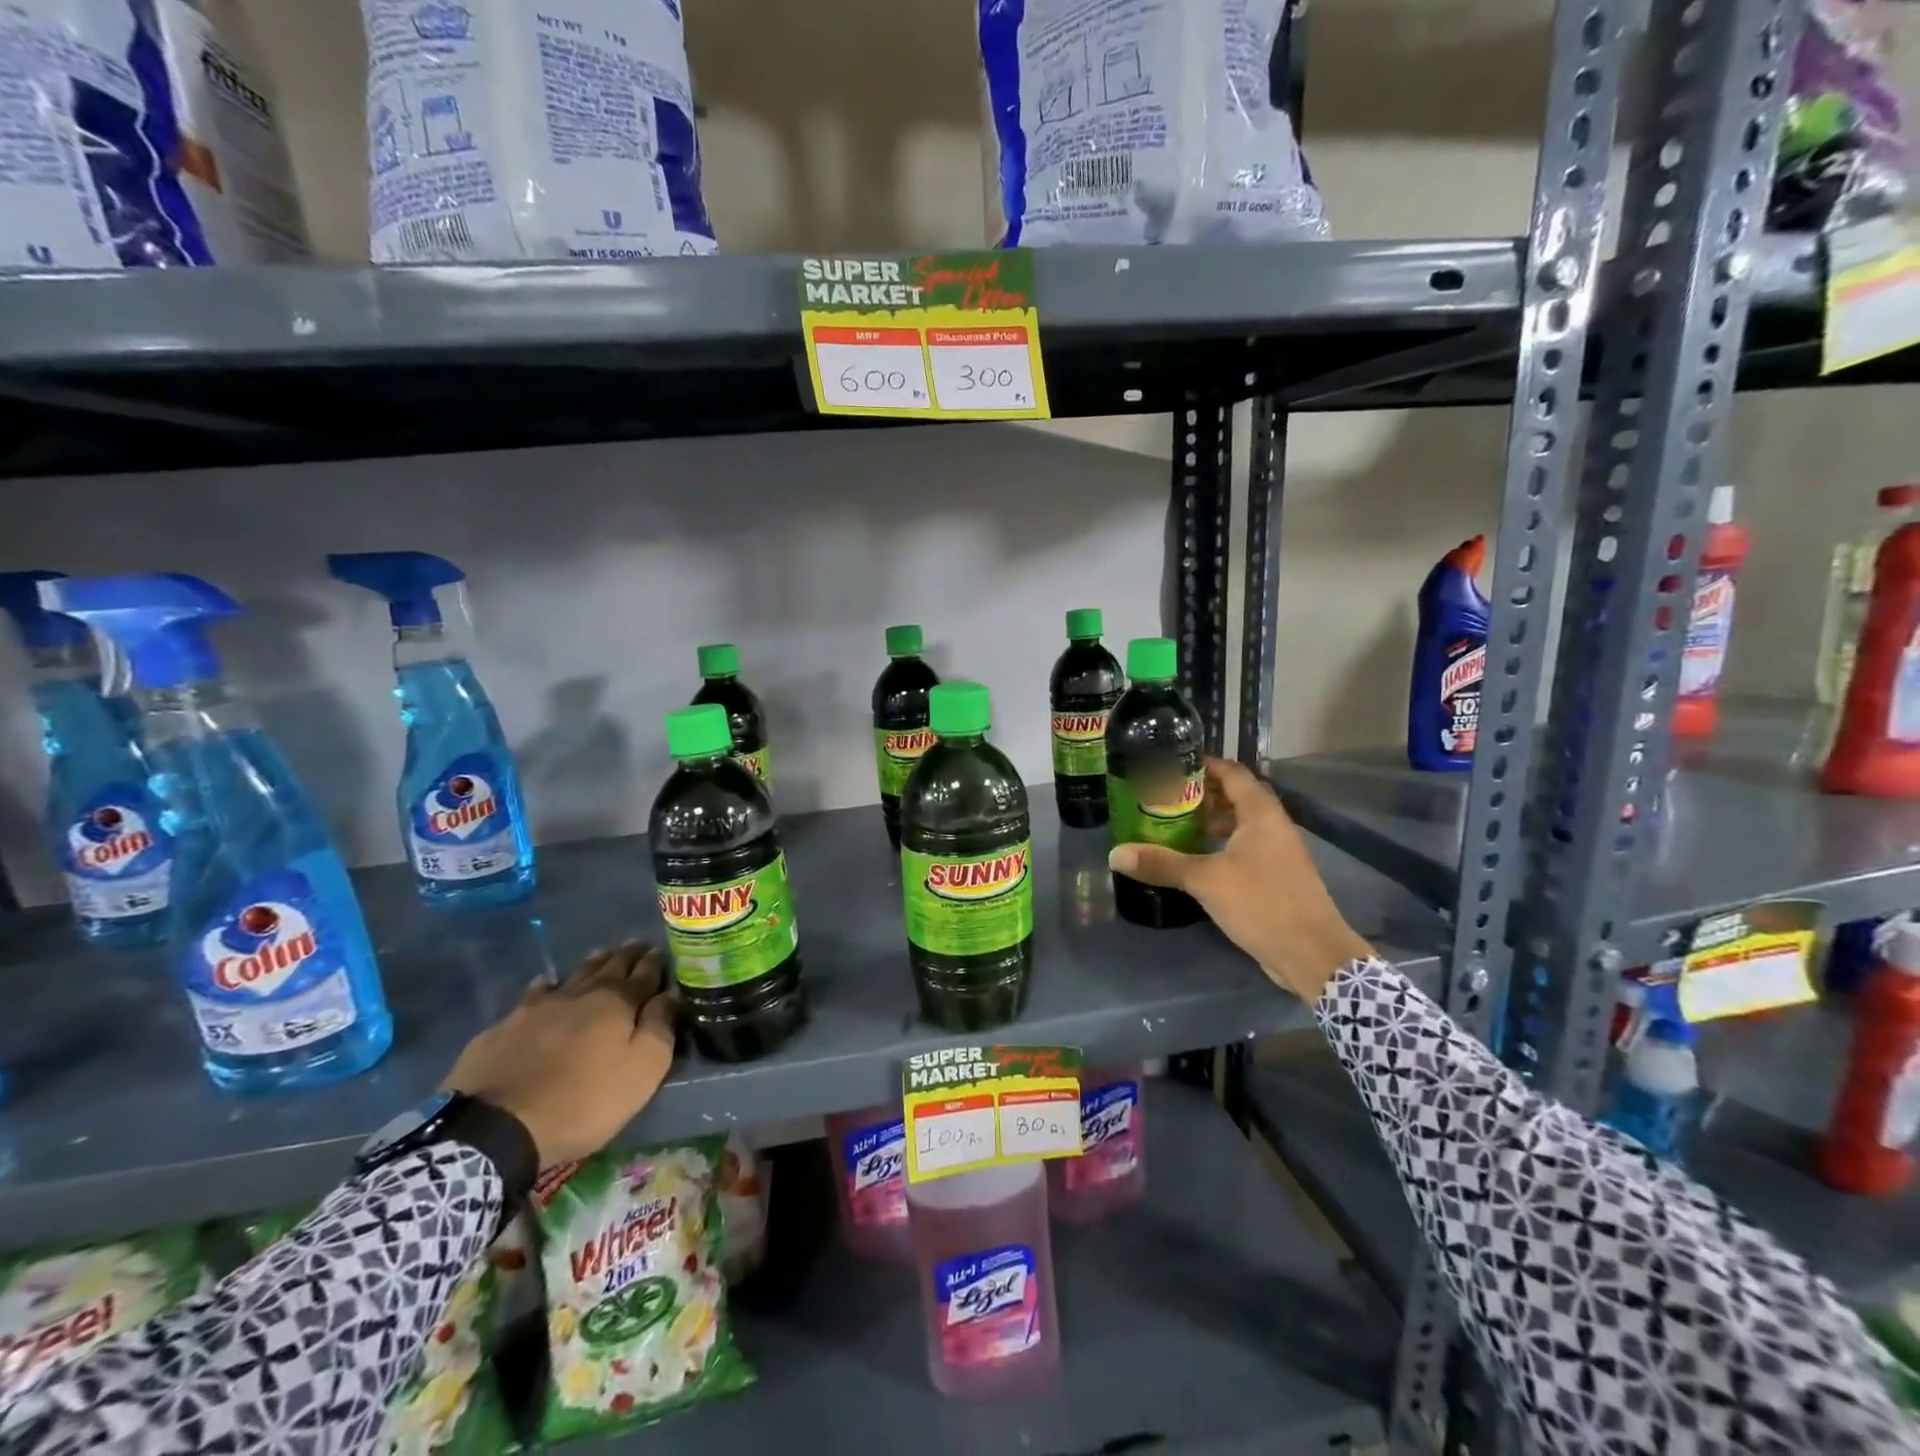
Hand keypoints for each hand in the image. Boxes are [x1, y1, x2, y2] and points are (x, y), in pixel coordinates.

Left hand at [441, 941, 677, 1168]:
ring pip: (574, 974)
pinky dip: (547, 985)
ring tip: (603, 954)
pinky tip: (547, 983)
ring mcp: (539, 1006)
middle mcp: (581, 993)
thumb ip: (660, 1026)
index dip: (656, 962)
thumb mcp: (642, 1070)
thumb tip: (671, 993)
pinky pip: (534, 993)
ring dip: (592, 963)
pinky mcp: (506, 1025)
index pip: (644, 972)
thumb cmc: (584, 1100)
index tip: (664, 951)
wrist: (497, 1127)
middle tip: (638, 945)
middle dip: (628, 954)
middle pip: (610, 966)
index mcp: (618, 1002)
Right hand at [1108, 757, 1373, 1002]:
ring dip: (1210, 823)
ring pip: (1240, 825)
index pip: (1233, 773)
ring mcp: (1277, 853)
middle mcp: (1273, 826)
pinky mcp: (1275, 878)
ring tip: (1173, 826)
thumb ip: (1162, 863)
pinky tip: (1195, 861)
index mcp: (1261, 814)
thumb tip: (1115, 854)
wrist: (1312, 955)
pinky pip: (1244, 849)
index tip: (1171, 765)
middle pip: (1236, 797)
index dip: (1204, 765)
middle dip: (1201, 795)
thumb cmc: (1262, 903)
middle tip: (1163, 797)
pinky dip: (1220, 847)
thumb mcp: (1206, 880)